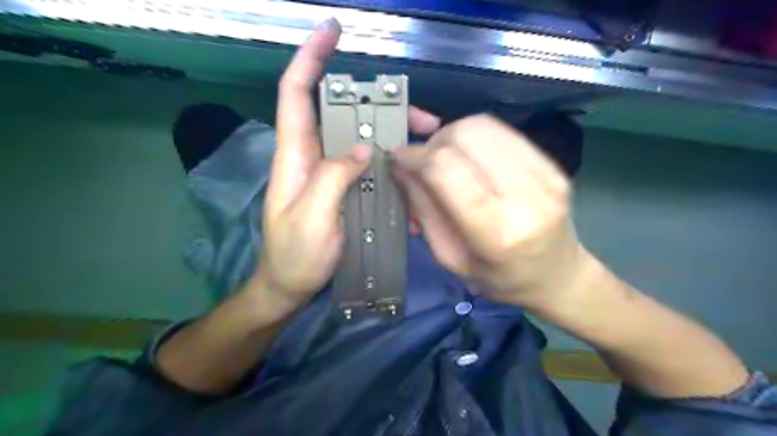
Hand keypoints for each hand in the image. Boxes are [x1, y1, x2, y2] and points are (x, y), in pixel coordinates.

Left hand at [254, 19, 435, 308]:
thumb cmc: (294, 257)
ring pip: (361, 140)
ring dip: (393, 138)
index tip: (332, 32)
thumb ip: (332, 179)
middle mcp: (313, 157)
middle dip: (381, 106)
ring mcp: (331, 175)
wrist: (290, 287)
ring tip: (427, 146)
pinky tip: (411, 179)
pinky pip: (368, 168)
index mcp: (295, 156)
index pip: (296, 94)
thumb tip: (362, 147)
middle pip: (342, 114)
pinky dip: (390, 166)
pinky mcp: (344, 191)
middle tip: (422, 117)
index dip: (310, 59)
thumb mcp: (311, 220)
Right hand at [391, 114, 592, 307]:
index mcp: (497, 232)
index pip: (447, 171)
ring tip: (445, 157)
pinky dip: (475, 136)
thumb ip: (424, 209)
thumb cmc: (498, 278)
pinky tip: (469, 156)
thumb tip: (402, 167)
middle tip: (424, 160)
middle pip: (467, 136)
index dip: (416, 156)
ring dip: (453, 134)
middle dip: (434, 142)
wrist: (556, 276)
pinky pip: (503, 131)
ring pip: (484, 125)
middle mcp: (527, 197)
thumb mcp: (450, 257)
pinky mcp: (553, 164)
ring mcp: (546, 176)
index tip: (399, 158)